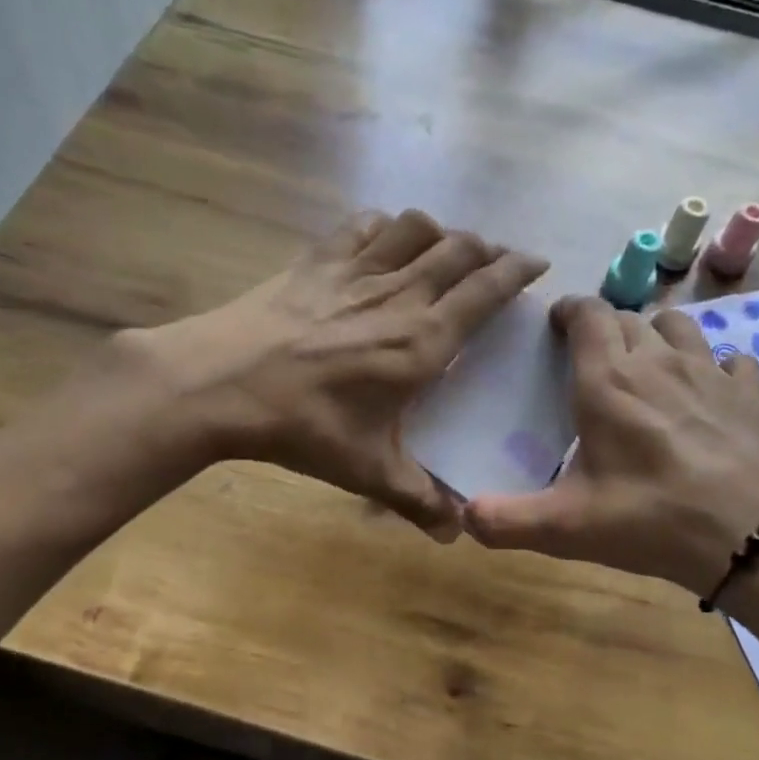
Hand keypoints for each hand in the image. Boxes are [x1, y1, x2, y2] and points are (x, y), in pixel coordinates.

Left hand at [123, 210, 547, 537]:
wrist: (220, 384)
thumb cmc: (303, 427)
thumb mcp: (367, 471)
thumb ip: (418, 499)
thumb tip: (456, 533)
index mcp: (421, 341)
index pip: (486, 290)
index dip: (518, 270)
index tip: (538, 264)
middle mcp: (398, 294)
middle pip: (458, 249)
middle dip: (487, 249)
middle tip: (497, 262)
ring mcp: (355, 271)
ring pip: (416, 228)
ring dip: (442, 232)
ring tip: (447, 249)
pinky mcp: (316, 260)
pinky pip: (364, 226)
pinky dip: (387, 226)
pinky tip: (385, 239)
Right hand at [464, 297, 758, 594]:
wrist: (752, 539)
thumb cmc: (650, 523)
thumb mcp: (566, 528)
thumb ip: (507, 520)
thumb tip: (462, 515)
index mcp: (609, 383)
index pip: (588, 315)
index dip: (570, 310)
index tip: (557, 325)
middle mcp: (659, 362)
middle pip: (629, 319)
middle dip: (607, 330)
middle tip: (595, 361)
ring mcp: (712, 373)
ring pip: (679, 327)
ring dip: (657, 336)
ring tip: (650, 366)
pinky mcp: (752, 394)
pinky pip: (732, 360)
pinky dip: (716, 367)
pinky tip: (710, 393)